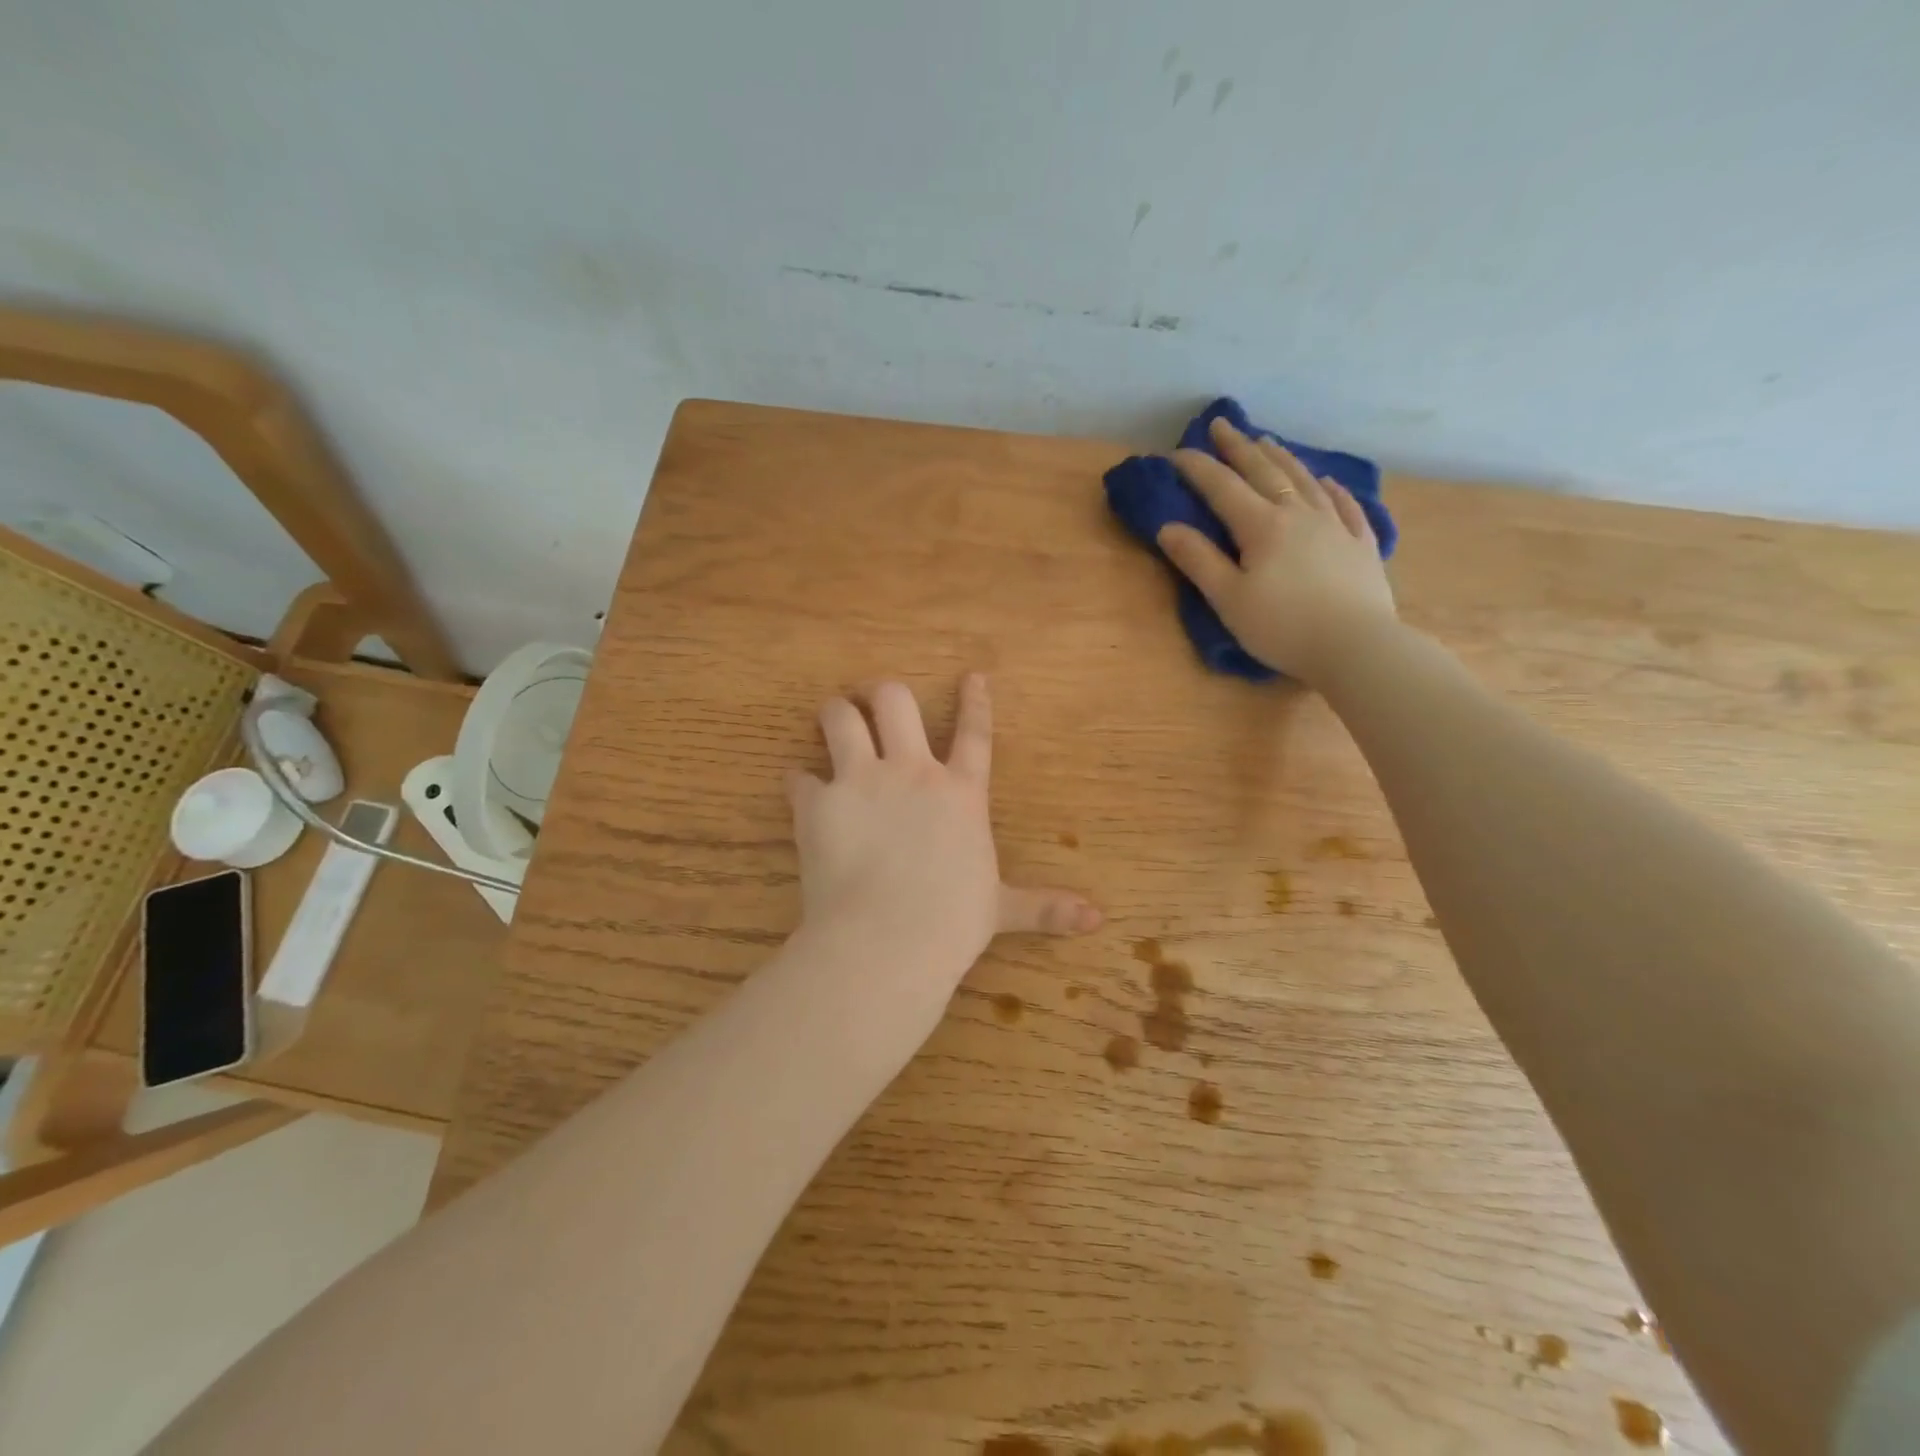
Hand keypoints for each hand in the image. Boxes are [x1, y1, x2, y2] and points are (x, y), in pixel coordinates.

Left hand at [788, 674, 1100, 1006]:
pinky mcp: (819, 803)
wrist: (889, 940)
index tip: (971, 675)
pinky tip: (799, 790)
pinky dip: (799, 783)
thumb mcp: (1001, 909)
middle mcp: (911, 772)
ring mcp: (862, 781)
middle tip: (874, 699)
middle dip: (882, 693)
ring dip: (834, 714)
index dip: (975, 701)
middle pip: (895, 701)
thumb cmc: (952, 923)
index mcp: (960, 793)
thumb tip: (1098, 920)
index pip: (974, 734)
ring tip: (832, 717)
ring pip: (840, 718)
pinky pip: (799, 777)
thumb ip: (1045, 907)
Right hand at [1157, 416, 1397, 683]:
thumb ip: (1198, 560)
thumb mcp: (1228, 599)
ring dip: (1281, 458)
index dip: (1198, 468)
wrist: (1356, 646)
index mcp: (1262, 526)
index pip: (1222, 488)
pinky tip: (1326, 480)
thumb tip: (1167, 527)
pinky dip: (1331, 488)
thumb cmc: (1282, 627)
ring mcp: (1335, 525)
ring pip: (1304, 480)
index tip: (1177, 452)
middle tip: (1222, 424)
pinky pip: (1345, 504)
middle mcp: (1298, 513)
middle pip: (1264, 472)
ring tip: (1267, 441)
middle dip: (1239, 447)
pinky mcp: (1361, 544)